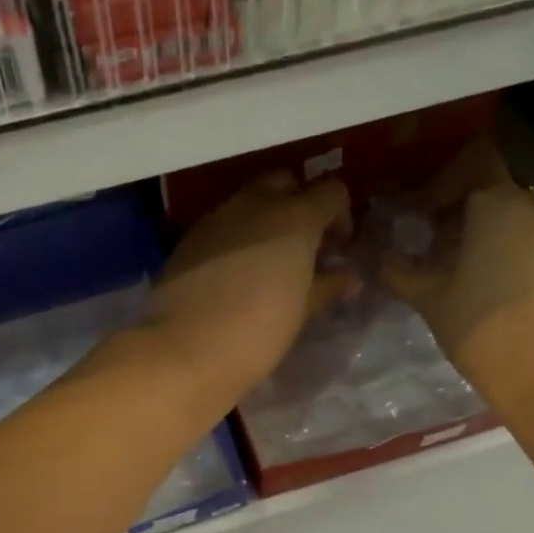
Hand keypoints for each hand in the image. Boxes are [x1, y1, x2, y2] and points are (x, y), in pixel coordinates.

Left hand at [145, 171, 355, 403]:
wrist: (185, 349)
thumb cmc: (257, 332)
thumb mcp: (301, 311)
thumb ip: (327, 286)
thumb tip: (348, 278)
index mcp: (294, 217)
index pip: (331, 191)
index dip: (341, 215)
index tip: (338, 248)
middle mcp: (255, 205)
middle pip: (285, 183)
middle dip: (298, 205)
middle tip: (301, 246)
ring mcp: (217, 218)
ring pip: (248, 201)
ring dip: (263, 220)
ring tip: (266, 262)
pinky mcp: (189, 238)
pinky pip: (220, 225)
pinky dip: (234, 237)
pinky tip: (233, 273)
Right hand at [380, 137, 533, 421]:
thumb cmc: (481, 327)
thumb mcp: (429, 298)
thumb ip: (397, 270)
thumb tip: (373, 256)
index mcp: (499, 203)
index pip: (471, 161)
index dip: (440, 181)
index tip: (415, 213)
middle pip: (490, 188)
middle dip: (455, 209)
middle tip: (424, 242)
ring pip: (511, 215)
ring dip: (479, 230)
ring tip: (451, 267)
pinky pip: (530, 237)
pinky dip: (503, 247)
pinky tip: (482, 282)